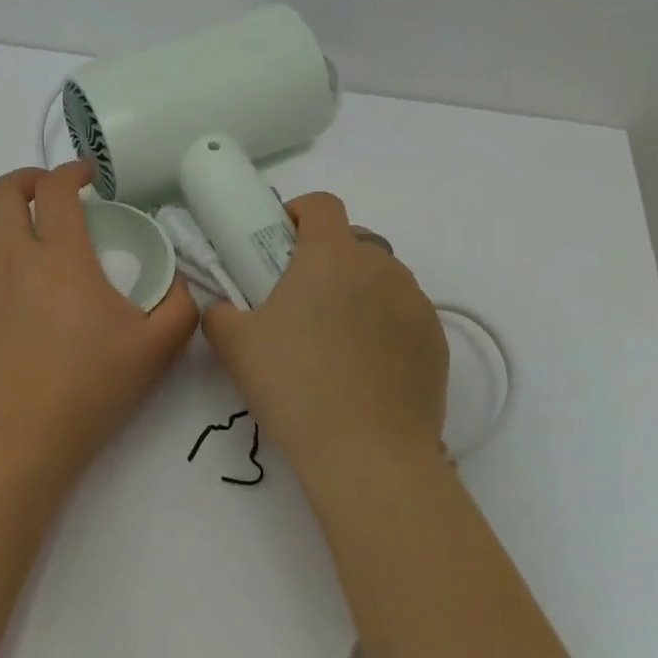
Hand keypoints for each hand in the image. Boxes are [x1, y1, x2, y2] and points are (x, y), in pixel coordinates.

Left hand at [0, 162, 198, 473]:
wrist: (22, 439)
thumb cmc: (91, 389)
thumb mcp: (157, 349)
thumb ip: (180, 305)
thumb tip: (179, 281)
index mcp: (61, 259)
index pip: (55, 189)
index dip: (72, 171)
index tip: (90, 177)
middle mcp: (14, 259)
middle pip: (2, 192)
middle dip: (29, 178)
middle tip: (55, 192)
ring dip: (8, 212)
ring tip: (35, 228)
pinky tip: (15, 272)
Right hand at [201, 193, 448, 469]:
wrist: (368, 453)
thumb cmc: (294, 384)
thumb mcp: (234, 345)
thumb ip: (220, 312)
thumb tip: (223, 308)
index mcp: (331, 255)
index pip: (321, 204)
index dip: (298, 213)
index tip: (279, 242)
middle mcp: (380, 267)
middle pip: (353, 242)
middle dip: (326, 259)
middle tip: (299, 301)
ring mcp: (415, 303)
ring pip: (382, 278)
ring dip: (357, 292)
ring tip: (334, 341)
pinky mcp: (436, 340)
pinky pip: (404, 315)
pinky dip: (384, 326)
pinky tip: (365, 370)